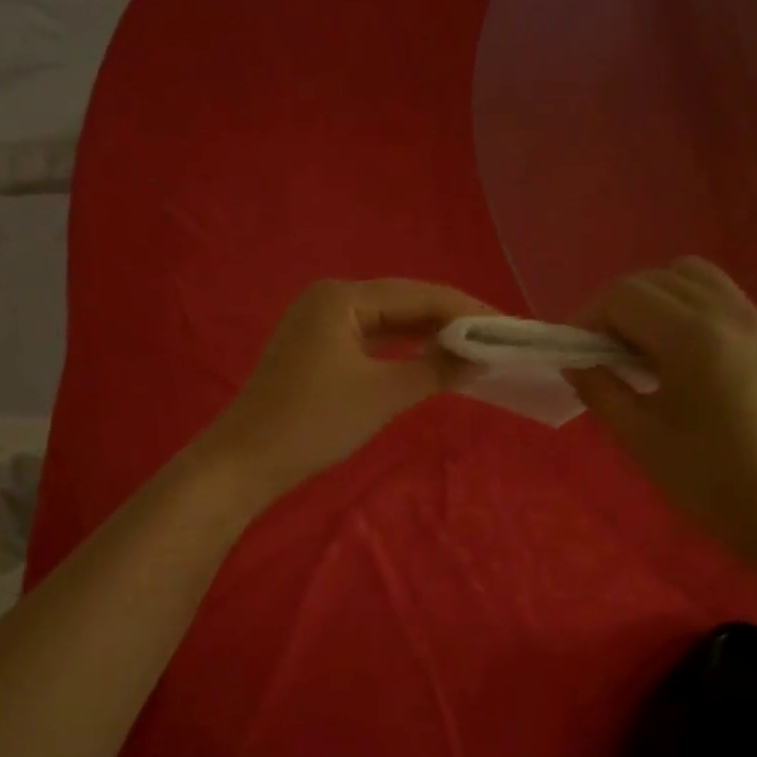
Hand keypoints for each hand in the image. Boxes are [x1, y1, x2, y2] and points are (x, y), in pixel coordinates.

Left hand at [198, 279, 494, 506]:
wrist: (246, 462)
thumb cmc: (314, 423)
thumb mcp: (381, 395)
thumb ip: (435, 369)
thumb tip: (481, 355)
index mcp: (343, 297)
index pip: (420, 294)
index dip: (469, 311)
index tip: (510, 328)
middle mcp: (331, 298)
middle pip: (405, 303)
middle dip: (452, 322)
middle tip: (498, 341)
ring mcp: (321, 323)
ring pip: (389, 322)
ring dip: (429, 336)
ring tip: (475, 350)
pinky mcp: (318, 349)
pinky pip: (372, 340)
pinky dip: (402, 351)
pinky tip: (430, 359)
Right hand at [565, 258, 756, 555]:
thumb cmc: (709, 480)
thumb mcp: (641, 438)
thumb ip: (601, 392)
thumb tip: (575, 364)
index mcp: (692, 338)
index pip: (625, 296)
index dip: (589, 317)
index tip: (575, 353)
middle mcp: (728, 314)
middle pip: (658, 279)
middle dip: (619, 307)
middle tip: (603, 353)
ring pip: (695, 278)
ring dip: (657, 299)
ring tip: (642, 348)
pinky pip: (723, 299)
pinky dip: (689, 310)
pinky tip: (681, 358)